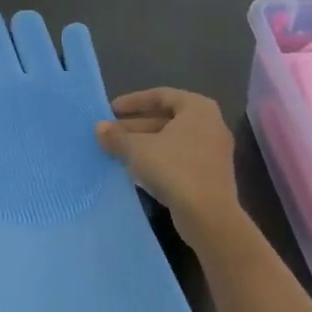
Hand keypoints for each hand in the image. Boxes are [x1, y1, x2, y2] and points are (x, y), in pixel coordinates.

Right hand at [95, 88, 248, 250]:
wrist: (209, 216)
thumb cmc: (174, 168)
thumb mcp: (138, 149)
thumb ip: (117, 136)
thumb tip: (99, 128)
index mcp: (198, 108)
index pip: (161, 95)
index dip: (133, 101)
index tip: (111, 110)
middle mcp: (210, 125)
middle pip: (165, 119)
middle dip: (135, 126)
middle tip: (109, 133)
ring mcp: (212, 152)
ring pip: (171, 141)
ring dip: (143, 144)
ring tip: (116, 151)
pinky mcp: (209, 175)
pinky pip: (179, 159)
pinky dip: (157, 160)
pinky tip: (134, 170)